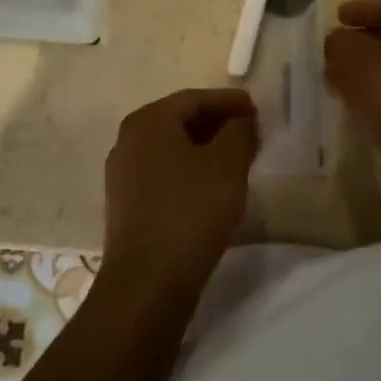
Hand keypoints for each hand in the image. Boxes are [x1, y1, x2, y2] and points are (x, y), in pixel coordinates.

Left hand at [103, 88, 258, 293]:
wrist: (148, 282)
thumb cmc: (190, 210)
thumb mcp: (227, 164)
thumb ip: (238, 131)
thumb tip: (240, 119)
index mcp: (148, 121)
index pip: (194, 98)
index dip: (229, 101)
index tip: (257, 109)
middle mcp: (129, 140)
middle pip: (180, 121)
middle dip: (218, 124)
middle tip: (252, 132)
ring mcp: (124, 174)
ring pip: (173, 148)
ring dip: (206, 149)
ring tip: (239, 159)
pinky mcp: (127, 205)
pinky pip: (164, 173)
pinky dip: (191, 170)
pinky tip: (214, 186)